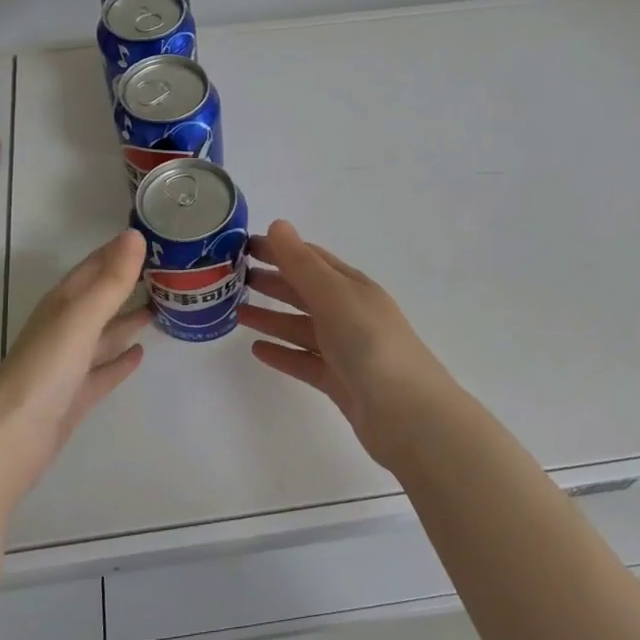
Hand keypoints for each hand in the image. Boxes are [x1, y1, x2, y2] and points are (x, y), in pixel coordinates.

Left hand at [0, 230, 150, 507]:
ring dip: (127, 319)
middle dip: (128, 283)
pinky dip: (121, 359)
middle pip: (100, 298)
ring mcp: (69, 362)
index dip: (120, 251)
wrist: (11, 438)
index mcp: (63, 304)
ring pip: (104, 332)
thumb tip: (135, 235)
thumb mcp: (81, 319)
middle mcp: (65, 327)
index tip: (154, 238)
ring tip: (161, 307)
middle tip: (169, 271)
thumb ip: (111, 281)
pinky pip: (104, 369)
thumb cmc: (45, 369)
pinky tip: (141, 353)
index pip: (95, 266)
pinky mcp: (76, 393)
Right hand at [237, 220, 451, 466]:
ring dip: (271, 317)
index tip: (241, 246)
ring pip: (301, 327)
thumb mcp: (334, 296)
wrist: (407, 414)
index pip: (310, 259)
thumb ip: (302, 264)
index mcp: (352, 287)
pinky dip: (282, 353)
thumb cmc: (370, 344)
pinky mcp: (339, 382)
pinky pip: (304, 361)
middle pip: (304, 292)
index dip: (279, 249)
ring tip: (237, 312)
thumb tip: (277, 224)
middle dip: (272, 281)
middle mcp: (349, 314)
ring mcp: (345, 350)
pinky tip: (256, 350)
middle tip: (231, 278)